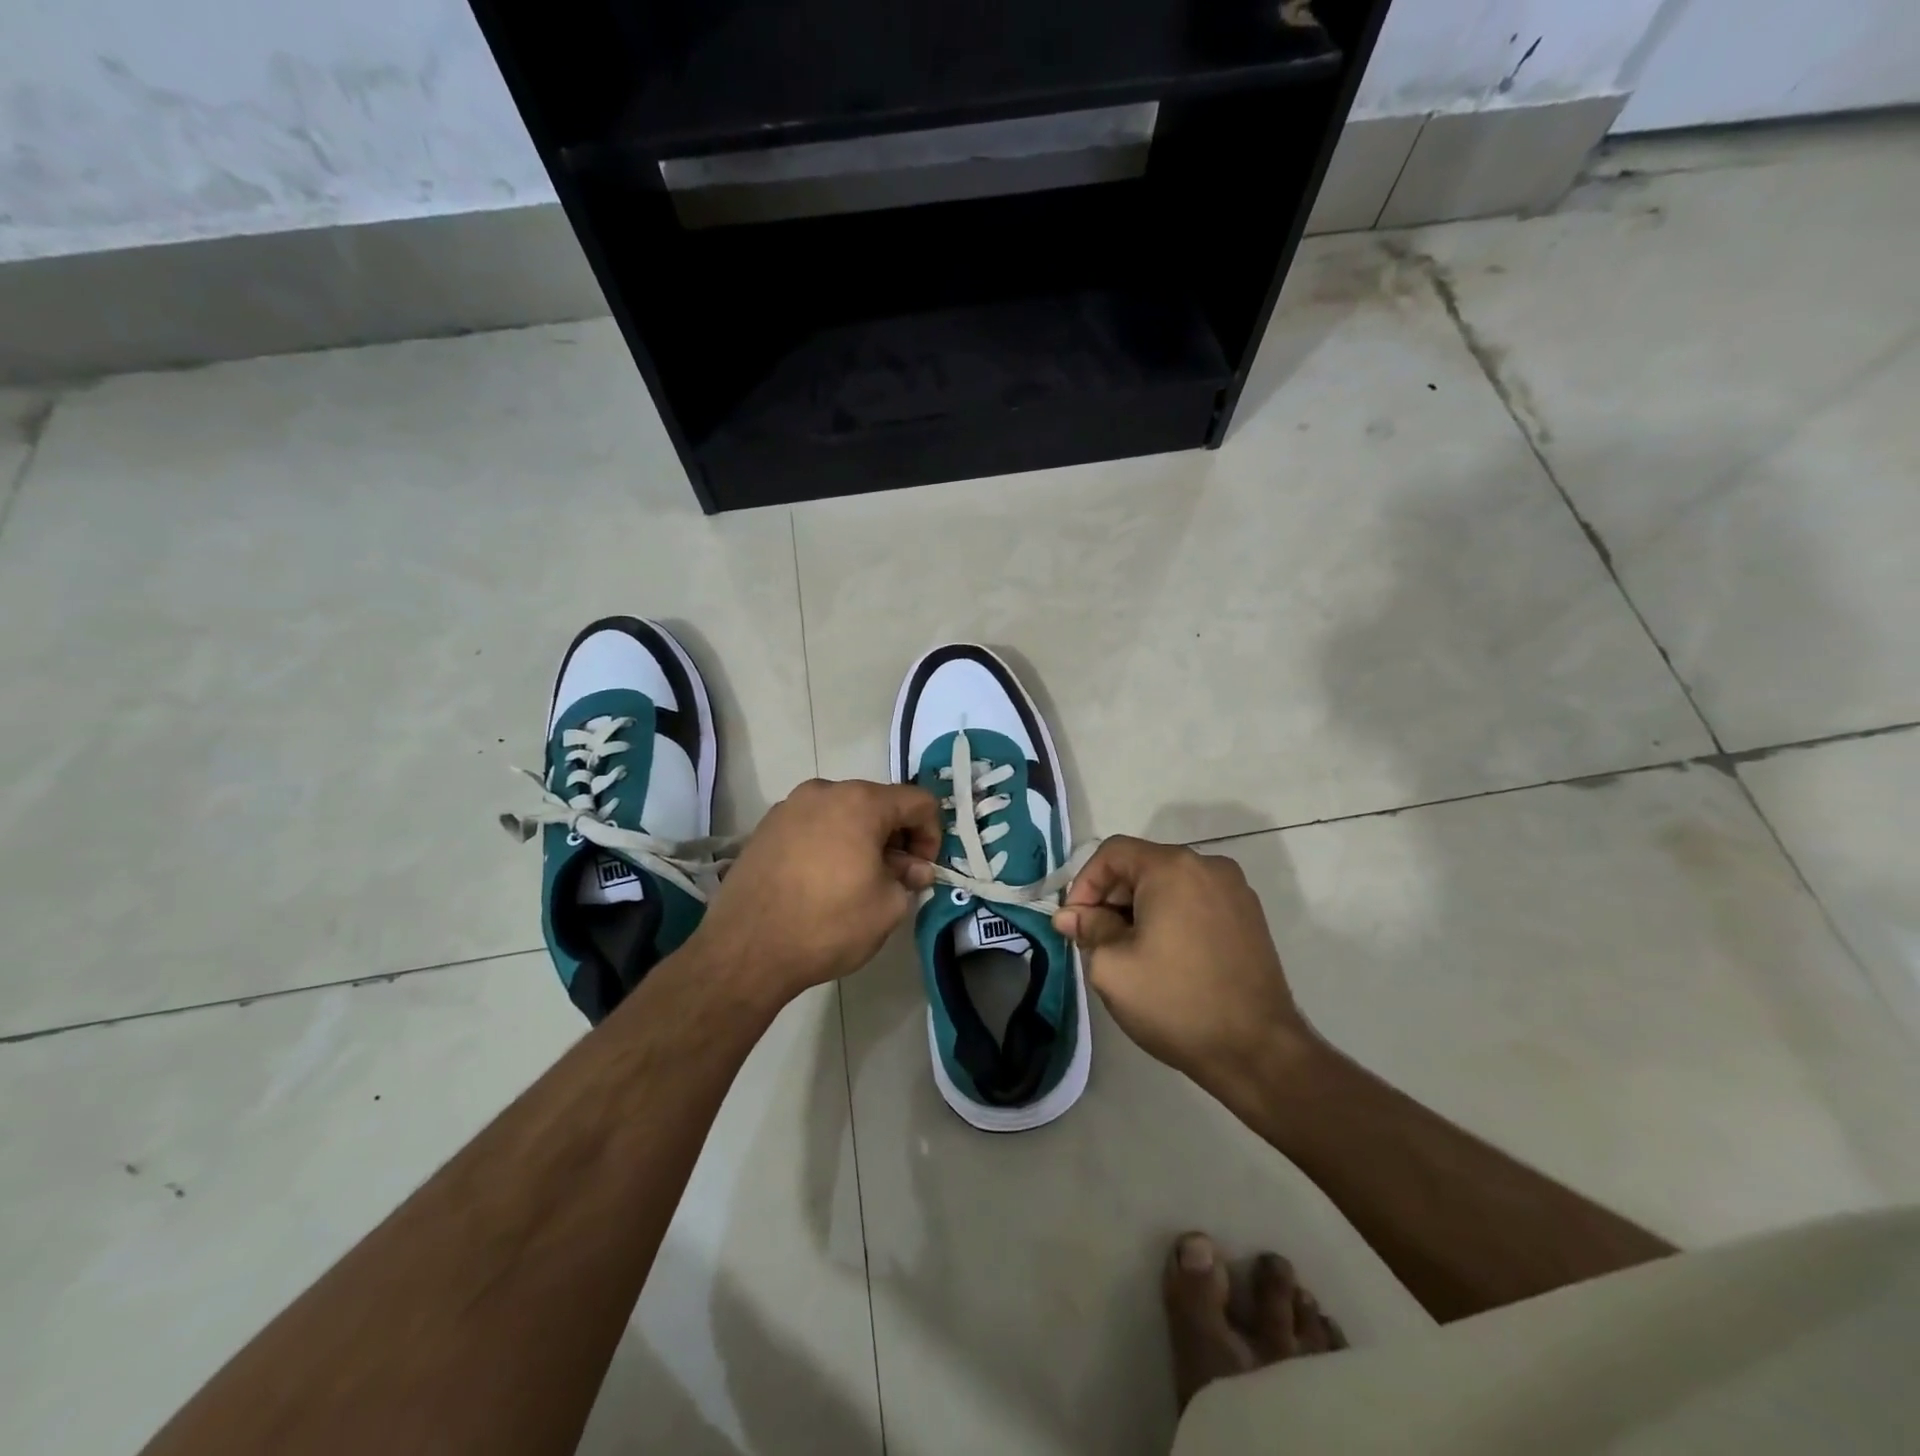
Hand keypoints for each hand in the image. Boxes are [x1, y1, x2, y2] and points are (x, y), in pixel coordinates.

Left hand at [693, 779, 941, 1001]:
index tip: (923, 870)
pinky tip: (822, 881)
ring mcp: (789, 806)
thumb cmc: (828, 924)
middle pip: (878, 803)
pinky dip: (829, 843)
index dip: (932, 835)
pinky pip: (813, 825)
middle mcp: (824, 791)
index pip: (918, 802)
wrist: (745, 950)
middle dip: (896, 836)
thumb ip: (909, 878)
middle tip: (895, 877)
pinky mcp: (765, 827)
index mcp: (861, 802)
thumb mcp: (887, 907)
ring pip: (843, 813)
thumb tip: (913, 868)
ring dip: (862, 839)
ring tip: (857, 880)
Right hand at [1052, 837, 1317, 1095]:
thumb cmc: (1175, 1002)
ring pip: (1169, 886)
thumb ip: (1088, 929)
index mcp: (1173, 868)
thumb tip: (1071, 916)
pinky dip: (1171, 919)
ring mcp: (1235, 891)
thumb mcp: (1112, 966)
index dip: (1084, 884)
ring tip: (1129, 954)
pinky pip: (1195, 902)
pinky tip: (1165, 958)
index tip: (1075, 924)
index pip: (1112, 853)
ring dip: (1140, 911)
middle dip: (1112, 900)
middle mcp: (1208, 866)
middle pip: (1142, 866)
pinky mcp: (1249, 917)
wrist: (1258, 1051)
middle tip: (1096, 942)